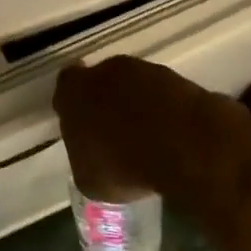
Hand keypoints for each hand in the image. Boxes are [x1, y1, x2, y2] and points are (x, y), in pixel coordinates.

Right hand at [53, 56, 221, 200]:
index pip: (65, 89)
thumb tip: (95, 160)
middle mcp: (107, 72)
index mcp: (74, 93)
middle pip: (102, 84)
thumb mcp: (89, 180)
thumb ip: (85, 158)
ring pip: (135, 87)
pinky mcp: (181, 79)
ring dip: (139, 107)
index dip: (74, 106)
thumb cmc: (123, 166)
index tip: (82, 126)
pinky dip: (167, 113)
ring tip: (149, 141)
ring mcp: (147, 71)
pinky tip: (173, 139)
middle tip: (114, 136)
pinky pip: (165, 96)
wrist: (185, 149)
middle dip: (107, 104)